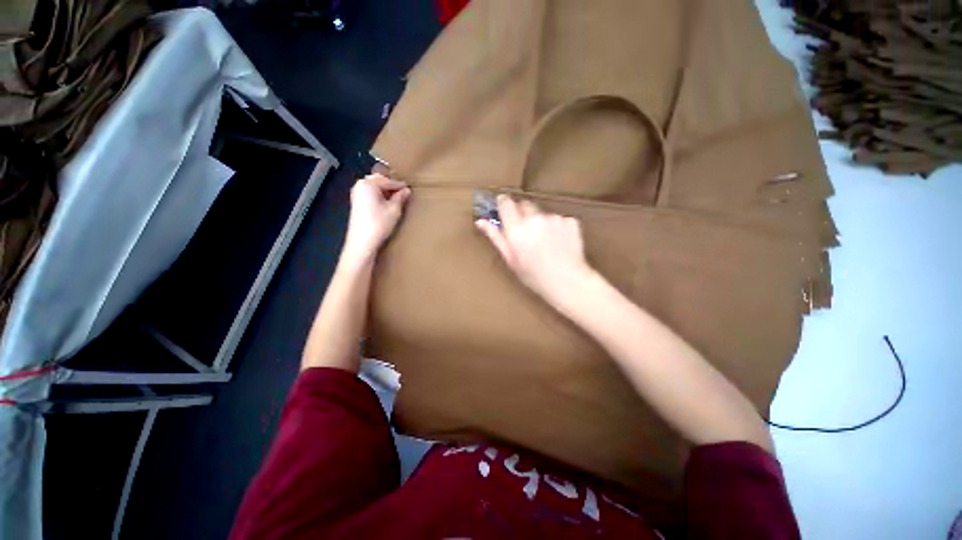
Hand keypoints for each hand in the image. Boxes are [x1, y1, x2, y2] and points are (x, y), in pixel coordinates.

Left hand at [343, 174, 410, 263]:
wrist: (362, 241)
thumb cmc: (379, 223)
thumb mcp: (394, 210)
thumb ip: (400, 197)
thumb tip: (407, 190)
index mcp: (369, 184)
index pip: (388, 181)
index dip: (399, 185)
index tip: (409, 188)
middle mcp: (360, 185)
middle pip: (378, 180)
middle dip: (390, 185)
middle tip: (402, 191)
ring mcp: (356, 194)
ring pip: (373, 186)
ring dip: (384, 190)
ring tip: (396, 197)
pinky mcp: (356, 203)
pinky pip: (369, 193)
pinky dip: (378, 195)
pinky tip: (386, 202)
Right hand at [475, 195, 592, 303]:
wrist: (567, 282)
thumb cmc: (534, 276)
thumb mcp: (511, 259)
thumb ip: (496, 237)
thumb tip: (481, 221)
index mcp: (516, 230)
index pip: (506, 203)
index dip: (503, 203)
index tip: (503, 206)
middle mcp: (534, 219)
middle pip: (525, 204)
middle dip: (522, 212)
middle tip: (525, 231)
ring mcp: (554, 218)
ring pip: (542, 213)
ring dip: (540, 222)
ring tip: (545, 242)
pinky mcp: (570, 221)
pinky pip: (559, 219)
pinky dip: (557, 227)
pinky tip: (559, 242)